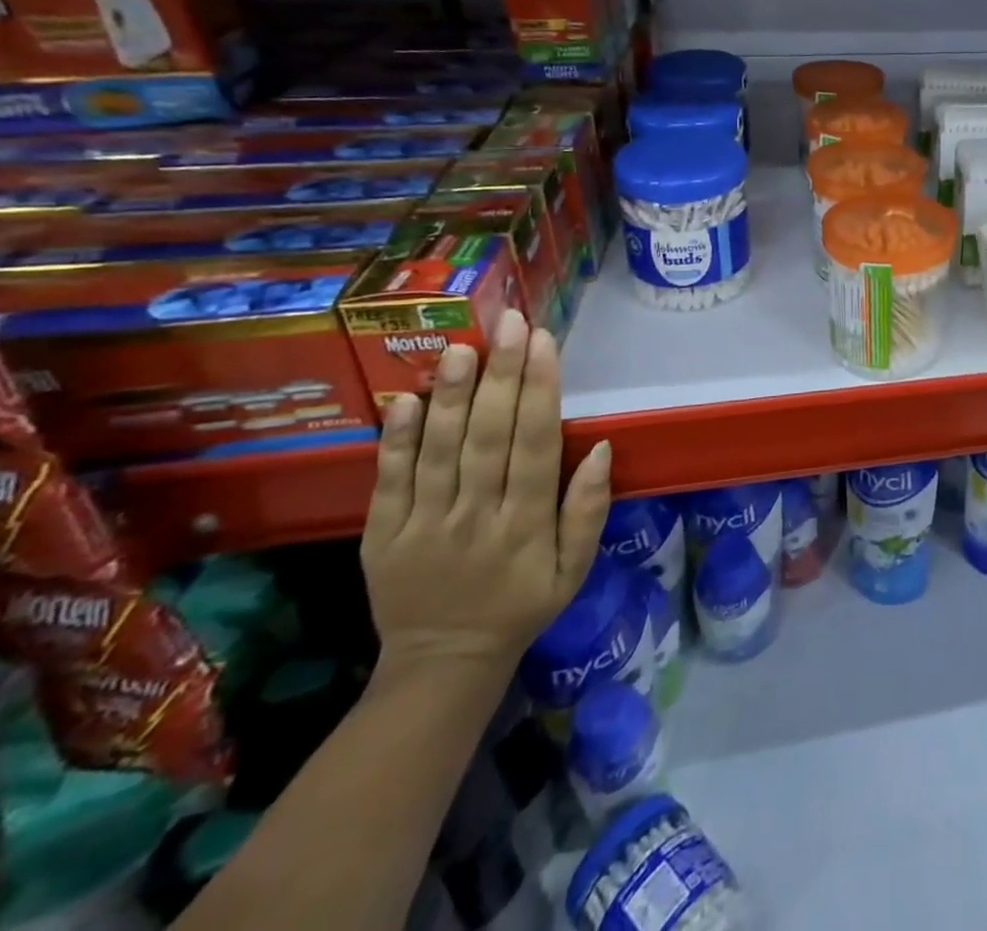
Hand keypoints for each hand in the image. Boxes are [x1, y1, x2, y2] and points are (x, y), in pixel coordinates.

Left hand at [362, 309, 612, 681]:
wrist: (442, 663)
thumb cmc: (523, 604)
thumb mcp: (575, 568)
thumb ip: (589, 510)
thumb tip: (603, 448)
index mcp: (527, 526)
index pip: (537, 445)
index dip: (541, 391)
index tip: (544, 344)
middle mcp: (476, 518)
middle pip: (489, 437)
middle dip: (501, 375)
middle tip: (509, 323)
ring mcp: (424, 526)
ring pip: (439, 451)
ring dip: (450, 396)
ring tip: (460, 347)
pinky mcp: (382, 536)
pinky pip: (389, 481)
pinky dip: (396, 439)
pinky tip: (406, 399)